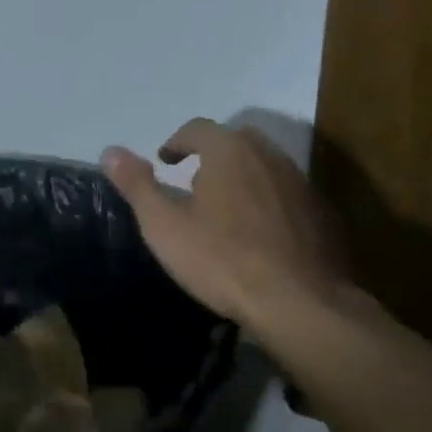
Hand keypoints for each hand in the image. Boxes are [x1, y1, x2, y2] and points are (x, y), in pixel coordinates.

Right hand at [102, 118, 349, 334]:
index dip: (177, 142)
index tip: (165, 161)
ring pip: (264, 166)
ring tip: (224, 208)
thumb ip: (137, 185)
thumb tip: (110, 151)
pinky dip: (268, 201)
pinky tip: (259, 233)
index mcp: (229, 151)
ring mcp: (300, 183)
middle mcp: (268, 156)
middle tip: (194, 181)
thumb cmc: (223, 259)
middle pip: (236, 141)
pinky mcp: (321, 213)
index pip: (198, 128)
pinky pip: (286, 194)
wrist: (301, 302)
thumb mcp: (164, 226)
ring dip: (242, 177)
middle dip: (212, 155)